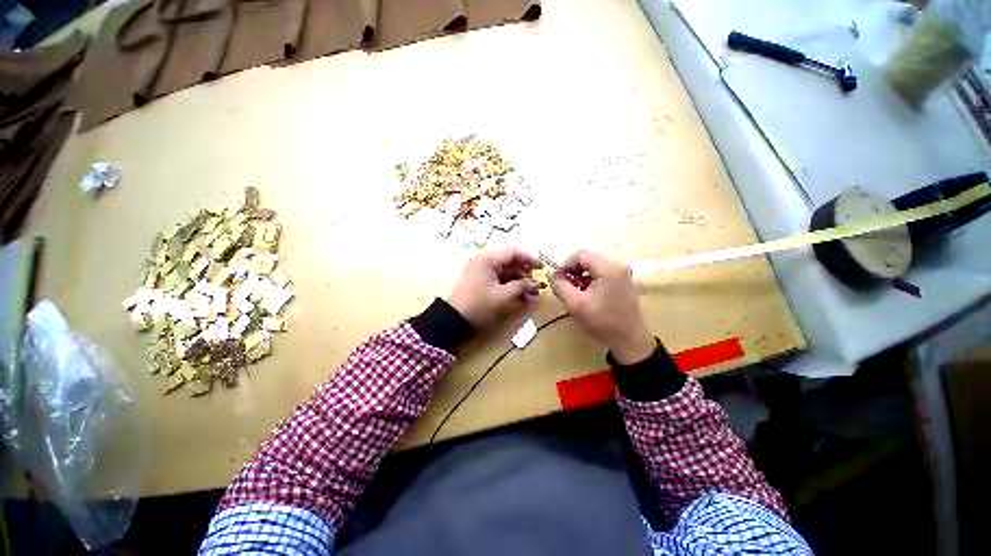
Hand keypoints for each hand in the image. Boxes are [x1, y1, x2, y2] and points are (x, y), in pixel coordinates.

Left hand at [447, 248, 542, 328]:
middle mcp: (484, 262)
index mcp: (488, 259)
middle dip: (524, 273)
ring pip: (505, 272)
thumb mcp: (503, 296)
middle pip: (510, 263)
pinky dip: (509, 285)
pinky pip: (498, 279)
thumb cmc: (479, 304)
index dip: (530, 259)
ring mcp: (481, 271)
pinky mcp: (480, 281)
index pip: (514, 253)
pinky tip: (518, 295)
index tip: (542, 268)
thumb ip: (522, 287)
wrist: (453, 319)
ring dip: (518, 281)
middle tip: (536, 285)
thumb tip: (537, 285)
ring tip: (530, 293)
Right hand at [549, 250, 654, 363]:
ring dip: (581, 276)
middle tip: (564, 286)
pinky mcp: (624, 282)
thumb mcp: (575, 305)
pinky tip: (586, 294)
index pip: (581, 255)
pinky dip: (591, 280)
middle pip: (588, 259)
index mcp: (608, 268)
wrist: (630, 341)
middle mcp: (618, 265)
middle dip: (573, 271)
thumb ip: (560, 286)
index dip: (565, 264)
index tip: (557, 279)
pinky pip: (602, 273)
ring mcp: (623, 273)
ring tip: (574, 292)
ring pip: (594, 266)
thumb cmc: (602, 322)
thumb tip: (549, 273)